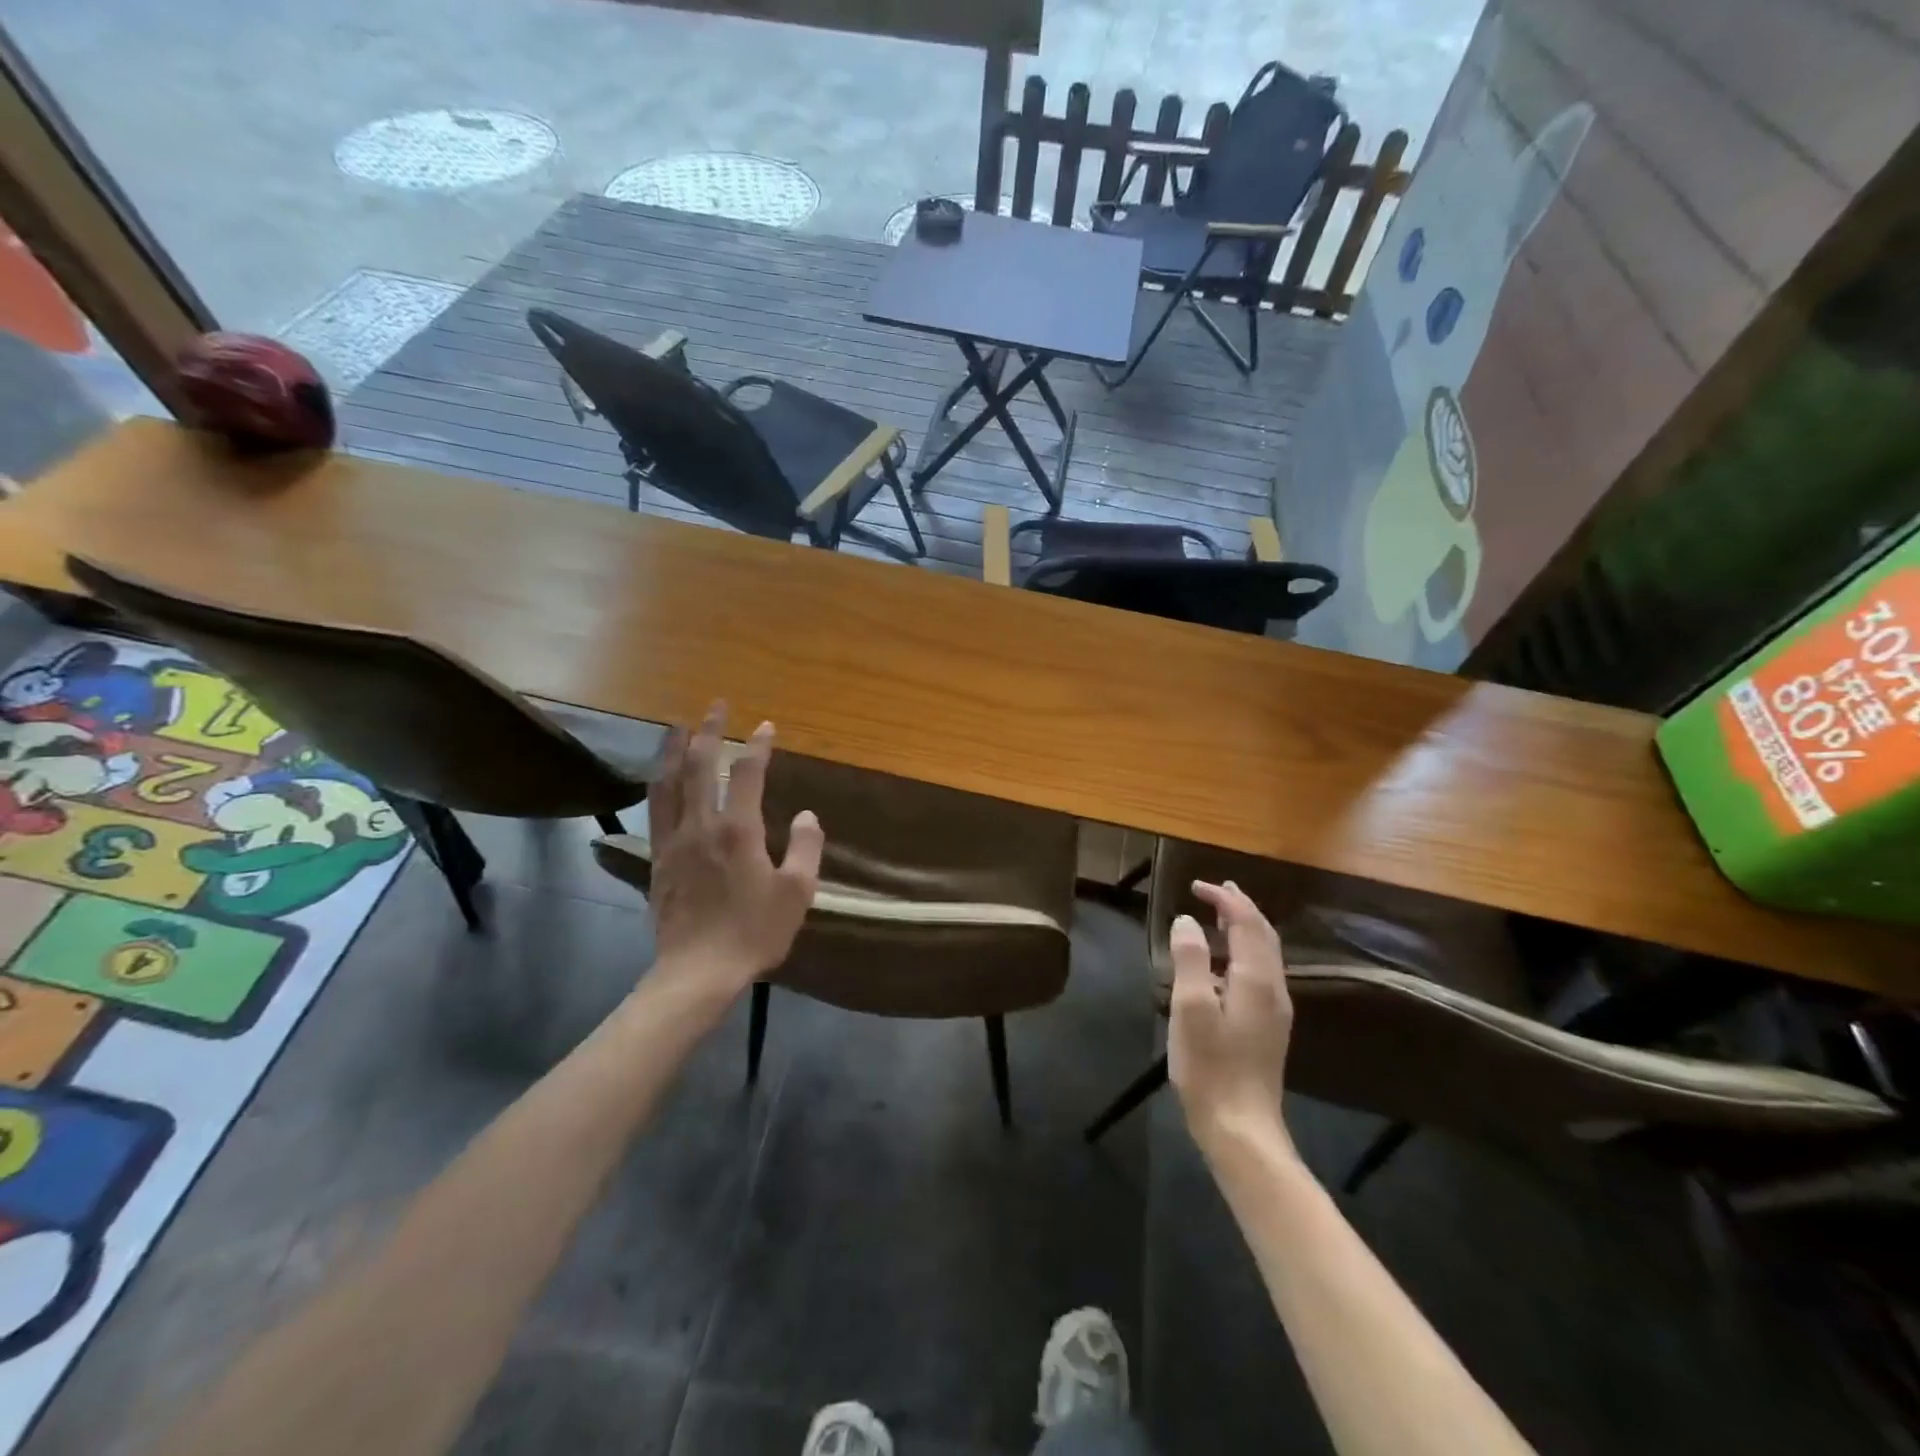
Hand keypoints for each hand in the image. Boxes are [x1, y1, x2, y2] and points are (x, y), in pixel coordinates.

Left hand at [644, 702, 823, 997]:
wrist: (697, 972)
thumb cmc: (754, 932)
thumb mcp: (797, 892)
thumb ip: (805, 848)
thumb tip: (805, 816)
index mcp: (737, 830)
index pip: (746, 773)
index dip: (757, 746)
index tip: (766, 726)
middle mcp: (701, 826)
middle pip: (698, 765)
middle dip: (708, 731)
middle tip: (716, 706)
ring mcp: (673, 841)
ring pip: (667, 782)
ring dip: (673, 749)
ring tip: (677, 726)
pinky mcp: (657, 859)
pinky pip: (656, 809)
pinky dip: (659, 783)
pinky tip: (662, 778)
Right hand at [1168, 880, 1294, 1160]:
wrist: (1241, 1129)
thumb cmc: (1210, 1067)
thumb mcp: (1191, 1008)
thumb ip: (1190, 959)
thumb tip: (1188, 921)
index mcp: (1256, 980)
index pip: (1247, 923)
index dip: (1225, 899)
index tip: (1197, 886)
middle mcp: (1273, 989)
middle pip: (1263, 935)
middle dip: (1241, 908)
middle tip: (1217, 890)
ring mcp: (1274, 1010)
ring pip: (1264, 954)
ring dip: (1244, 928)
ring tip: (1221, 915)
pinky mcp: (1268, 1027)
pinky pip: (1260, 972)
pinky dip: (1243, 951)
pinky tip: (1224, 962)